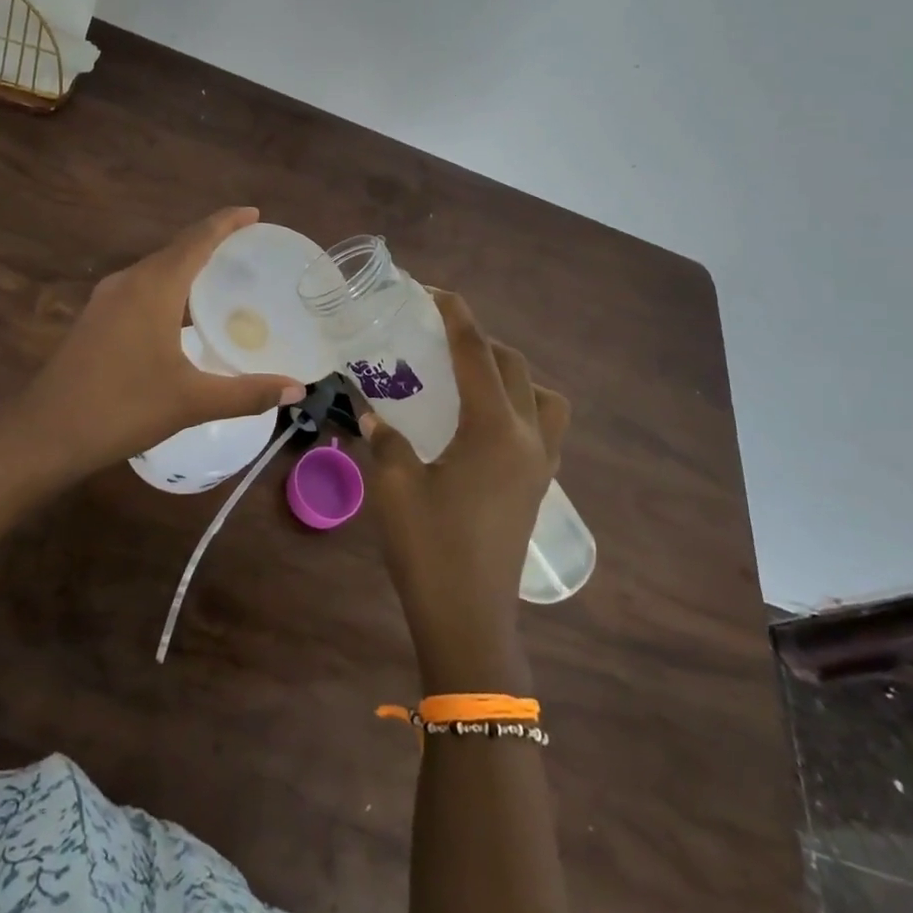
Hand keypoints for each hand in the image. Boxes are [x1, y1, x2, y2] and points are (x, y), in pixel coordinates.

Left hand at [2, 207, 306, 482]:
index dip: (226, 222)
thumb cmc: (122, 409)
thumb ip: (247, 393)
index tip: (253, 213)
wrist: (43, 435)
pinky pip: (140, 290)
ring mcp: (105, 300)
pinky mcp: (94, 319)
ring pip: (156, 271)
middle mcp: (128, 282)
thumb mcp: (191, 402)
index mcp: (153, 287)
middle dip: (211, 243)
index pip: (197, 239)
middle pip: (176, 250)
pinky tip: (182, 317)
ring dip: (188, 268)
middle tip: (249, 251)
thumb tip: (297, 390)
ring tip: (222, 281)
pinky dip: (169, 290)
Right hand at [361, 290, 569, 691]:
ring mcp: (541, 464)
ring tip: (472, 380)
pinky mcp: (538, 487)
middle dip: (480, 341)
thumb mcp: (394, 485)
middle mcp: (528, 437)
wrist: (468, 620)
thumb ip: (383, 438)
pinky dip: (521, 407)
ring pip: (543, 396)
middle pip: (513, 367)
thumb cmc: (429, 548)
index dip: (456, 316)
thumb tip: (368, 409)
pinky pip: (544, 427)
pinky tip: (483, 425)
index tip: (433, 292)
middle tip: (440, 337)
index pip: (476, 354)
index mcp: (494, 429)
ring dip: (511, 374)